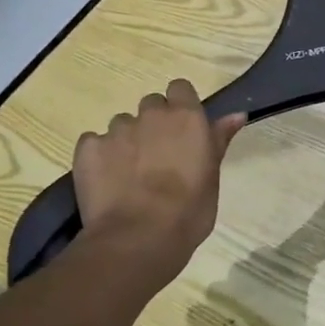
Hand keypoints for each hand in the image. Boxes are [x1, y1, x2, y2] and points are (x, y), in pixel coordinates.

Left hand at [71, 80, 244, 275]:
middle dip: (154, 124)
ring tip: (131, 174)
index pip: (180, 88)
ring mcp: (116, 130)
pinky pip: (94, 142)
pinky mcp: (88, 148)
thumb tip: (236, 115)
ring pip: (122, 124)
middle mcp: (151, 115)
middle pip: (151, 105)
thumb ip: (218, 140)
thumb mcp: (212, 176)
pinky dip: (101, 156)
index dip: (181, 105)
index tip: (184, 129)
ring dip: (128, 141)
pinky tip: (108, 181)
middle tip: (159, 156)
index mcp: (187, 118)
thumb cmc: (189, 210)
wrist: (139, 237)